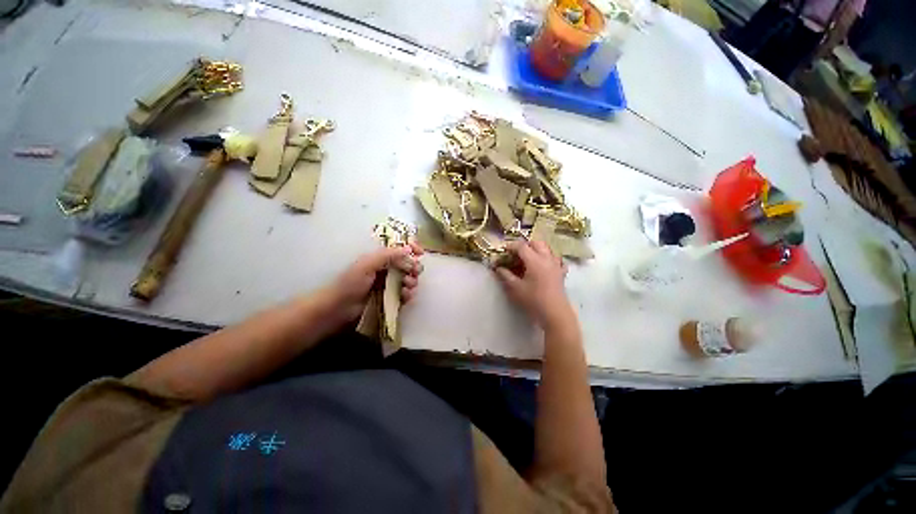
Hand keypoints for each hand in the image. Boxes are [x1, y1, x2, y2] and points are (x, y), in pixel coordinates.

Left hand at [328, 241, 423, 321]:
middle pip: (409, 264)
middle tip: (414, 272)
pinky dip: (409, 294)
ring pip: (410, 279)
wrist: (339, 309)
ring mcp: (390, 284)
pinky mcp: (392, 298)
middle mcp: (388, 269)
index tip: (420, 253)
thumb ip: (387, 255)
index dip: (412, 248)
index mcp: (381, 258)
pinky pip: (406, 294)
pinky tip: (405, 296)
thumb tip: (408, 249)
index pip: (401, 249)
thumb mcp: (367, 264)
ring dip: (412, 281)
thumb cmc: (350, 283)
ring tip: (407, 286)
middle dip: (415, 267)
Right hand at [495, 241, 572, 328]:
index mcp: (535, 260)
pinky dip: (549, 258)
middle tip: (515, 253)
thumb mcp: (515, 288)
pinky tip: (544, 265)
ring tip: (528, 259)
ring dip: (537, 249)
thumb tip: (498, 267)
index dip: (511, 246)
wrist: (555, 313)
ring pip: (547, 249)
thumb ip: (505, 275)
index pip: (521, 246)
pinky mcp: (561, 273)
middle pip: (536, 243)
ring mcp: (556, 265)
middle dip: (525, 245)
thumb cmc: (533, 300)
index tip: (503, 250)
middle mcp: (547, 258)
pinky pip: (556, 260)